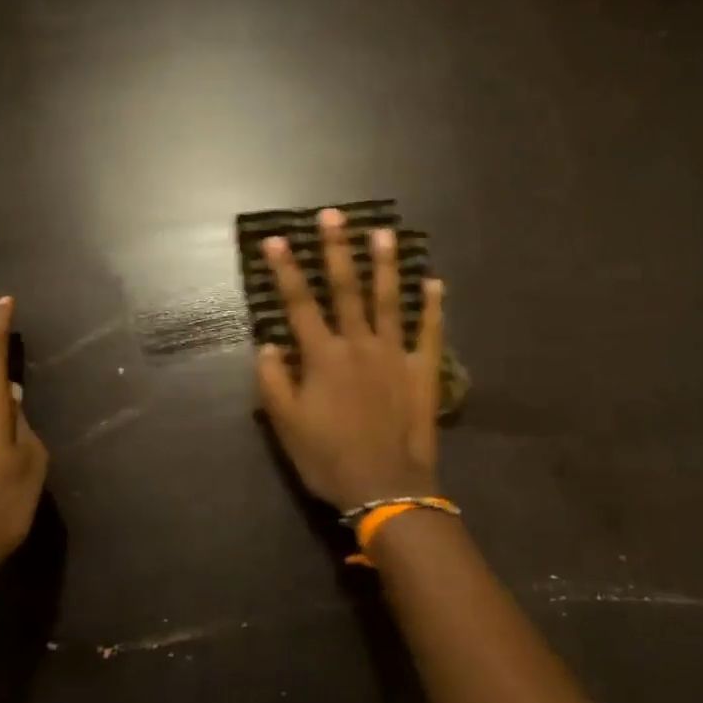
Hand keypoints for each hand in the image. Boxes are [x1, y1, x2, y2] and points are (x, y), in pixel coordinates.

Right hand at [256, 208, 444, 510]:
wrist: (386, 487)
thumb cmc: (329, 458)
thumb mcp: (286, 426)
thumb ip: (273, 382)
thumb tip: (267, 344)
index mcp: (323, 357)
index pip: (299, 304)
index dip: (286, 271)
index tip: (277, 239)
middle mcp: (358, 344)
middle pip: (346, 289)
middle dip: (337, 250)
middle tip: (333, 215)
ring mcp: (395, 355)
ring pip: (389, 300)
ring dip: (385, 264)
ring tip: (384, 232)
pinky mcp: (422, 370)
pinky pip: (429, 331)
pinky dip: (433, 305)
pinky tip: (435, 281)